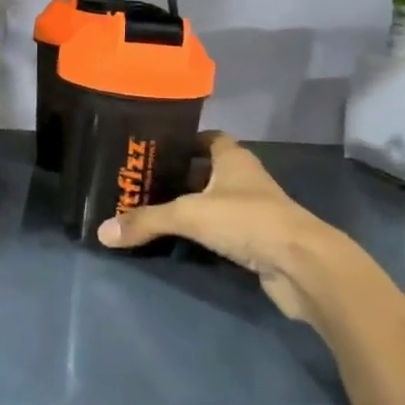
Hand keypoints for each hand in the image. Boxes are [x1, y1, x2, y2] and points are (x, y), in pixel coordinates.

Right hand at [97, 132, 365, 324]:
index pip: (208, 138)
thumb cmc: (248, 221)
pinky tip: (180, 240)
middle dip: (180, 175)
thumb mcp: (190, 215)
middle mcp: (245, 179)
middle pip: (208, 170)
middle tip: (143, 182)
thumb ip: (146, 221)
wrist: (303, 266)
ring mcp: (254, 210)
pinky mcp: (258, 240)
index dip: (184, 140)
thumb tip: (102, 231)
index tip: (155, 148)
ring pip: (215, 201)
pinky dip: (205, 233)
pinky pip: (223, 230)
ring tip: (153, 210)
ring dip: (192, 206)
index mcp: (234, 159)